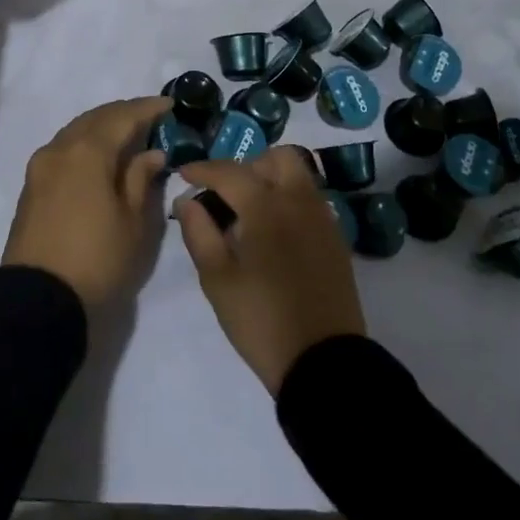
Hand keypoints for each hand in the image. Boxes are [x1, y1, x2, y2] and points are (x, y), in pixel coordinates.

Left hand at [2, 96, 172, 310]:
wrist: (37, 299)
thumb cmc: (97, 259)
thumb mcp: (133, 222)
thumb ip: (141, 179)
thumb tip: (150, 152)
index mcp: (87, 151)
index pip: (122, 116)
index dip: (147, 108)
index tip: (170, 105)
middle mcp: (60, 149)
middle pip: (95, 118)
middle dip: (124, 114)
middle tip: (151, 117)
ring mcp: (41, 166)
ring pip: (76, 132)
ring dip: (102, 127)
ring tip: (128, 134)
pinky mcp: (32, 186)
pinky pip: (64, 149)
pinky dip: (86, 144)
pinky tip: (100, 156)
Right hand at [172, 146, 366, 393]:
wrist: (322, 361)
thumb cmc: (261, 320)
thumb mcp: (217, 280)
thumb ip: (199, 232)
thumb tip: (187, 200)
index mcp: (266, 207)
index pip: (230, 172)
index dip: (202, 169)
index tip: (183, 174)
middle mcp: (299, 201)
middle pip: (276, 158)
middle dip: (247, 166)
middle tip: (226, 192)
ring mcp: (323, 218)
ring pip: (298, 174)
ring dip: (271, 178)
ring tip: (250, 210)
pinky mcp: (336, 238)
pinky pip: (310, 199)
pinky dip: (289, 198)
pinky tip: (275, 230)